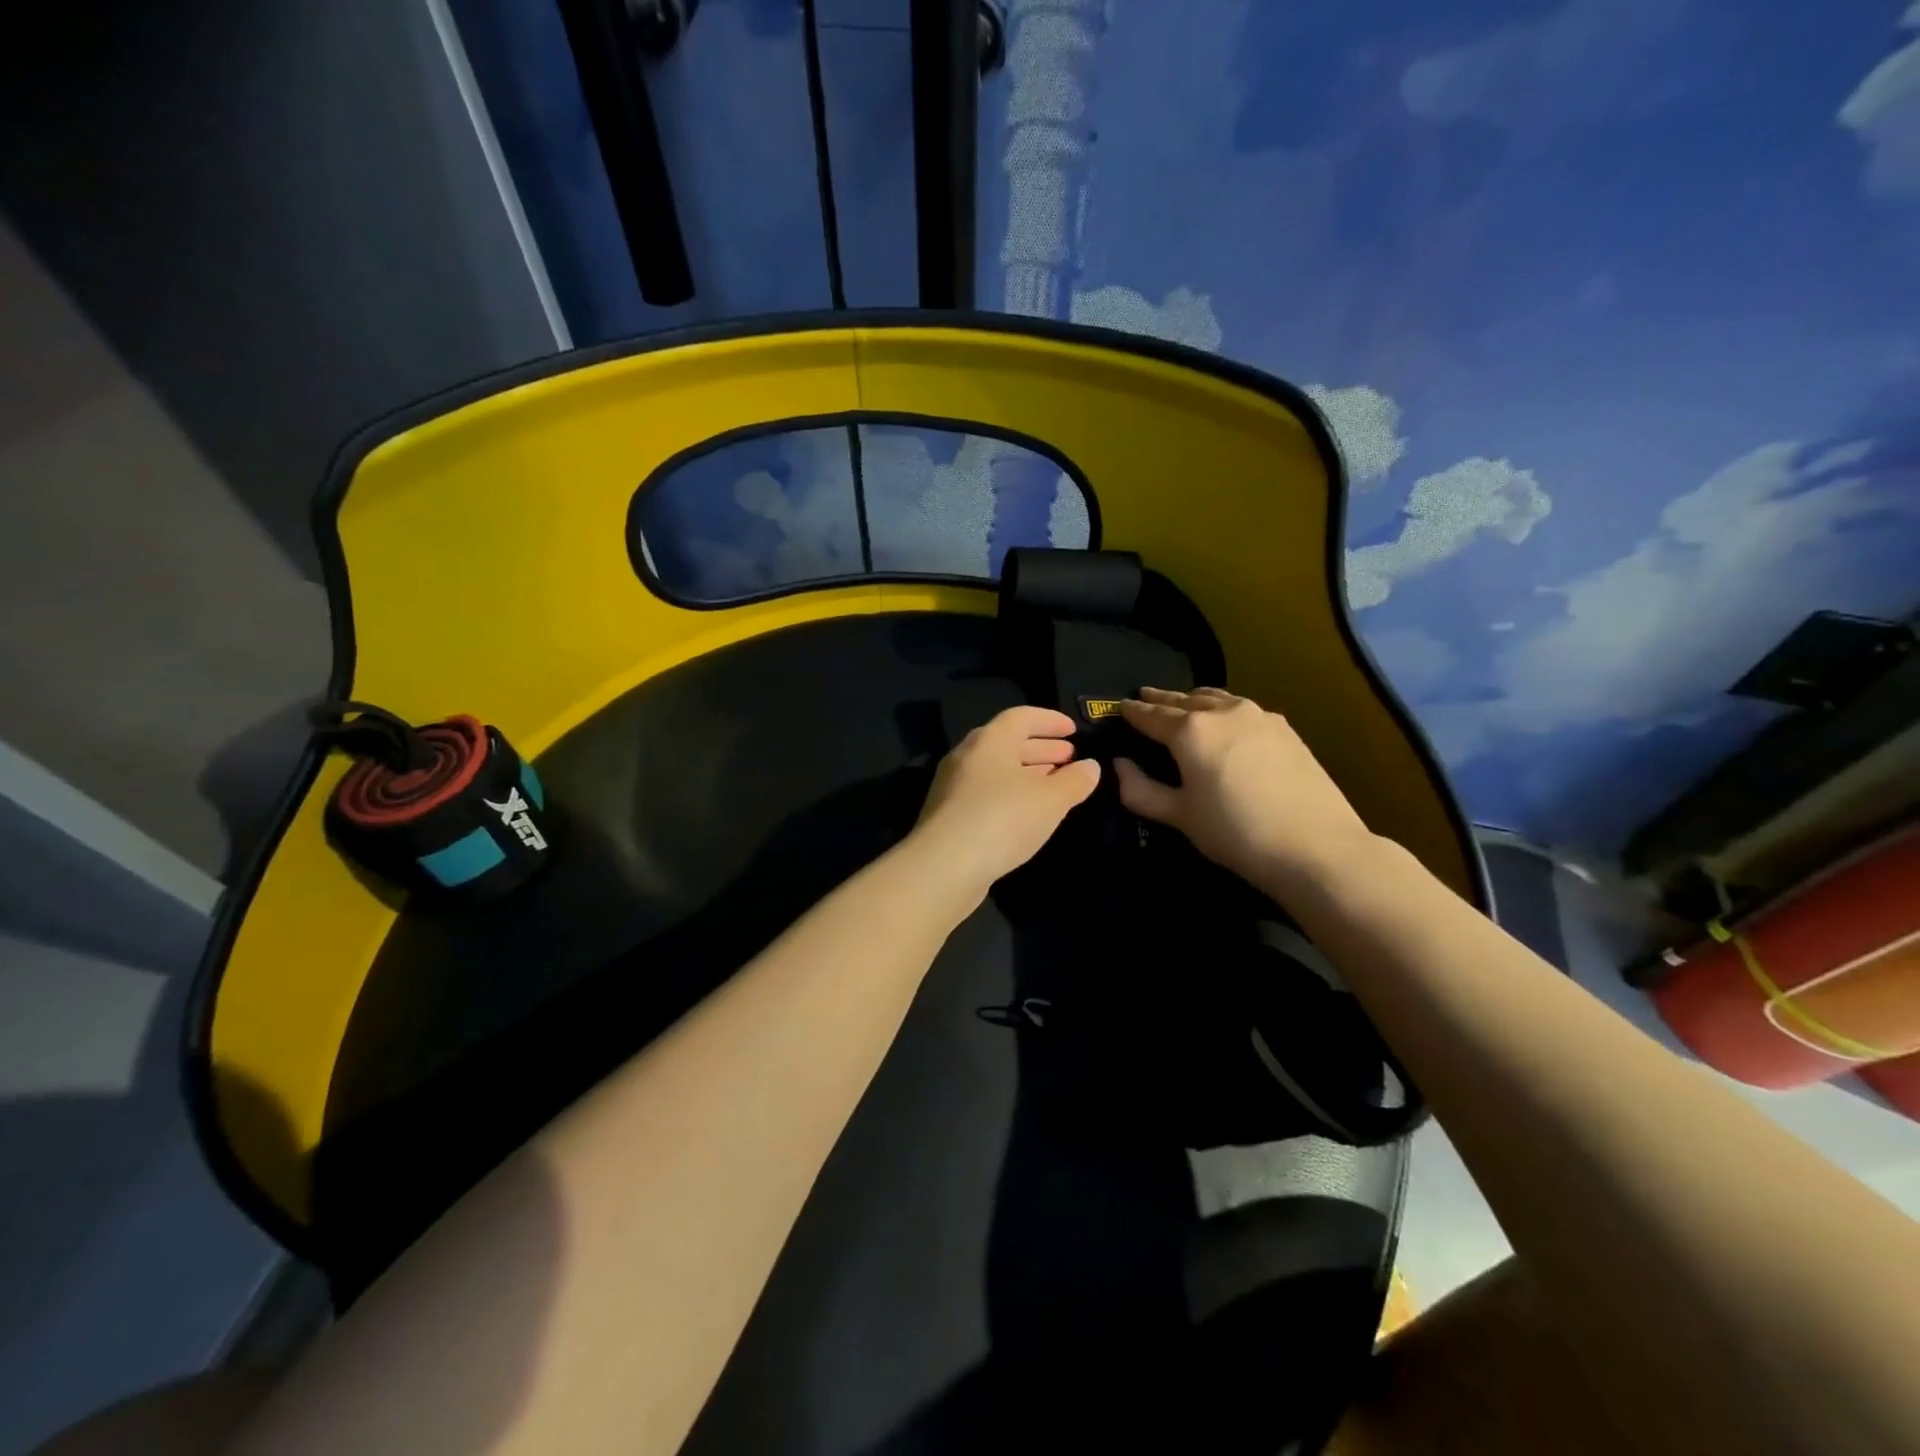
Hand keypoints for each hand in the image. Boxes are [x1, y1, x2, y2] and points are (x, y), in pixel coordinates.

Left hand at [912, 706, 1100, 896]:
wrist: (944, 866)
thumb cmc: (1002, 819)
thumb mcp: (1050, 800)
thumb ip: (1074, 781)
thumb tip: (1090, 766)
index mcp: (989, 740)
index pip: (1021, 716)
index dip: (1050, 720)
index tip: (1074, 729)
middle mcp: (967, 756)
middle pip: (1008, 742)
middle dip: (1042, 748)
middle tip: (1070, 757)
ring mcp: (954, 786)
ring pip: (997, 770)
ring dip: (1028, 773)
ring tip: (1055, 784)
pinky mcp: (948, 815)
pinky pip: (987, 793)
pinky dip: (1011, 794)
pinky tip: (1028, 813)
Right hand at [1114, 687, 1374, 892]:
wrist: (1315, 846)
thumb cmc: (1234, 831)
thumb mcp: (1179, 815)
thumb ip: (1140, 789)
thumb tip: (1119, 765)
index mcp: (1189, 730)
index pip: (1150, 715)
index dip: (1132, 712)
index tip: (1118, 706)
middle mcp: (1222, 711)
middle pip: (1183, 700)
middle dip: (1161, 700)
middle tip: (1144, 698)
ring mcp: (1258, 716)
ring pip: (1216, 698)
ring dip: (1193, 700)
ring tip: (1182, 704)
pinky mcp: (1284, 728)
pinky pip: (1241, 708)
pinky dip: (1223, 709)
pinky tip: (1225, 722)